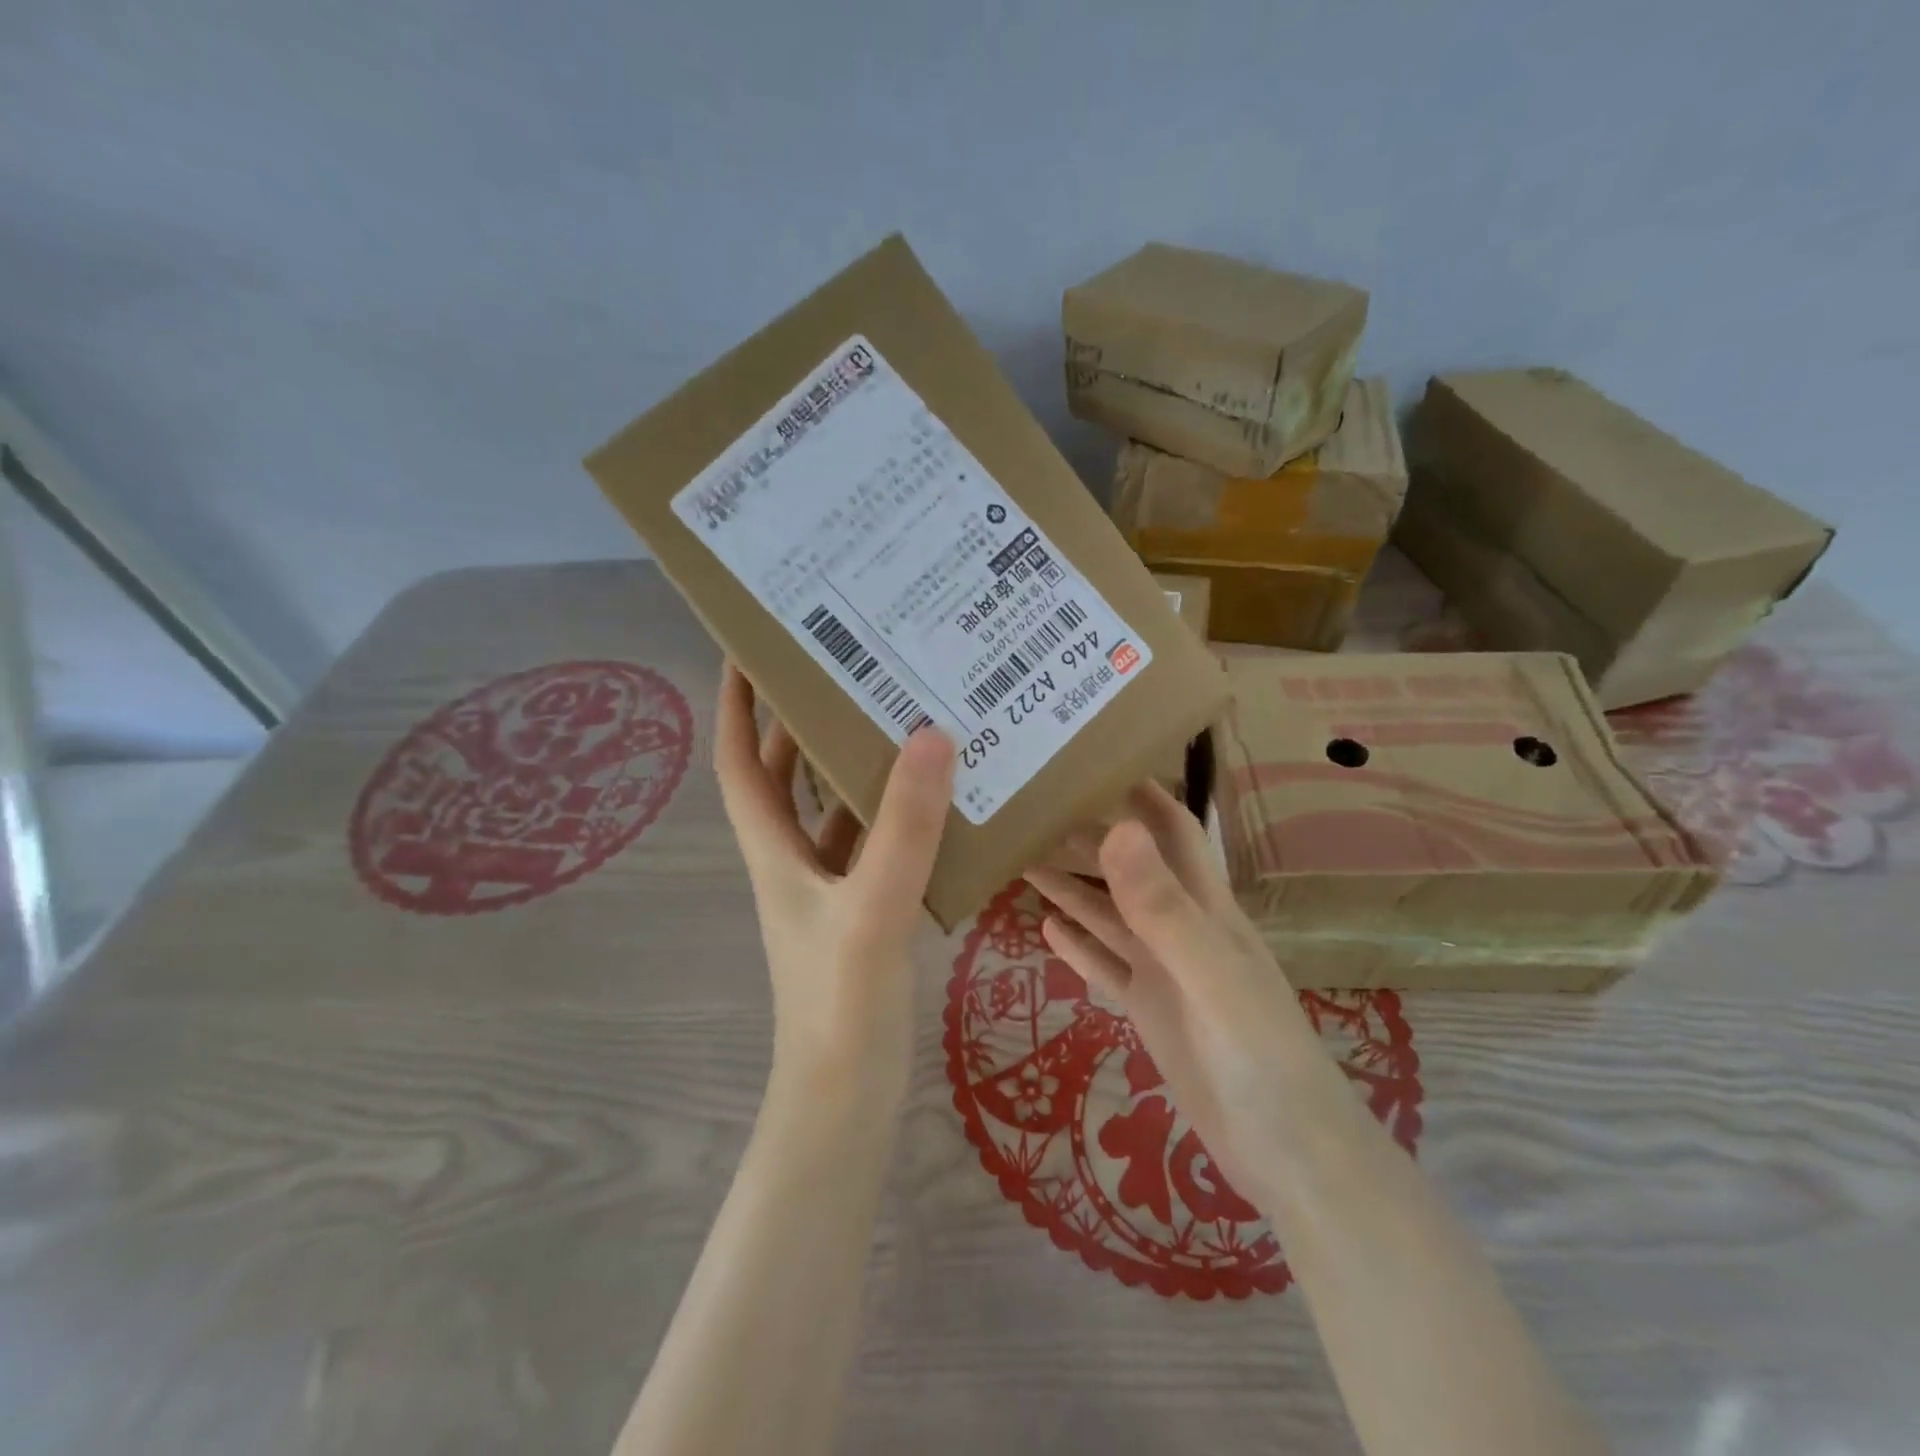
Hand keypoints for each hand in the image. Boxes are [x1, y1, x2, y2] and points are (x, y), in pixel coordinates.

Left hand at [715, 663, 954, 1100]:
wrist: (846, 1100)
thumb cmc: (840, 1004)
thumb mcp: (872, 908)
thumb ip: (902, 828)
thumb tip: (930, 733)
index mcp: (774, 850)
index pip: (738, 761)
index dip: (736, 704)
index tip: (750, 648)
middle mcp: (794, 861)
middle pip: (785, 776)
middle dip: (801, 720)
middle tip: (847, 667)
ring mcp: (830, 889)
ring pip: (833, 809)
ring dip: (854, 766)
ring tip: (899, 715)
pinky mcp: (864, 912)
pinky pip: (876, 845)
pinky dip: (896, 816)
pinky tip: (939, 799)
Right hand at [1026, 784, 1330, 1201]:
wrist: (1291, 1159)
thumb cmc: (1261, 1057)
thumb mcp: (1210, 974)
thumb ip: (1163, 906)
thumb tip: (1115, 829)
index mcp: (1206, 908)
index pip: (1173, 830)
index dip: (1141, 792)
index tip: (1092, 761)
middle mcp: (1182, 930)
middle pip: (1128, 869)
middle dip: (1087, 837)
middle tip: (1030, 811)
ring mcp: (1164, 973)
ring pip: (1109, 916)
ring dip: (1071, 888)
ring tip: (1021, 859)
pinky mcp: (1149, 1013)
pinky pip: (1106, 967)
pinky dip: (1077, 947)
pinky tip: (1045, 929)